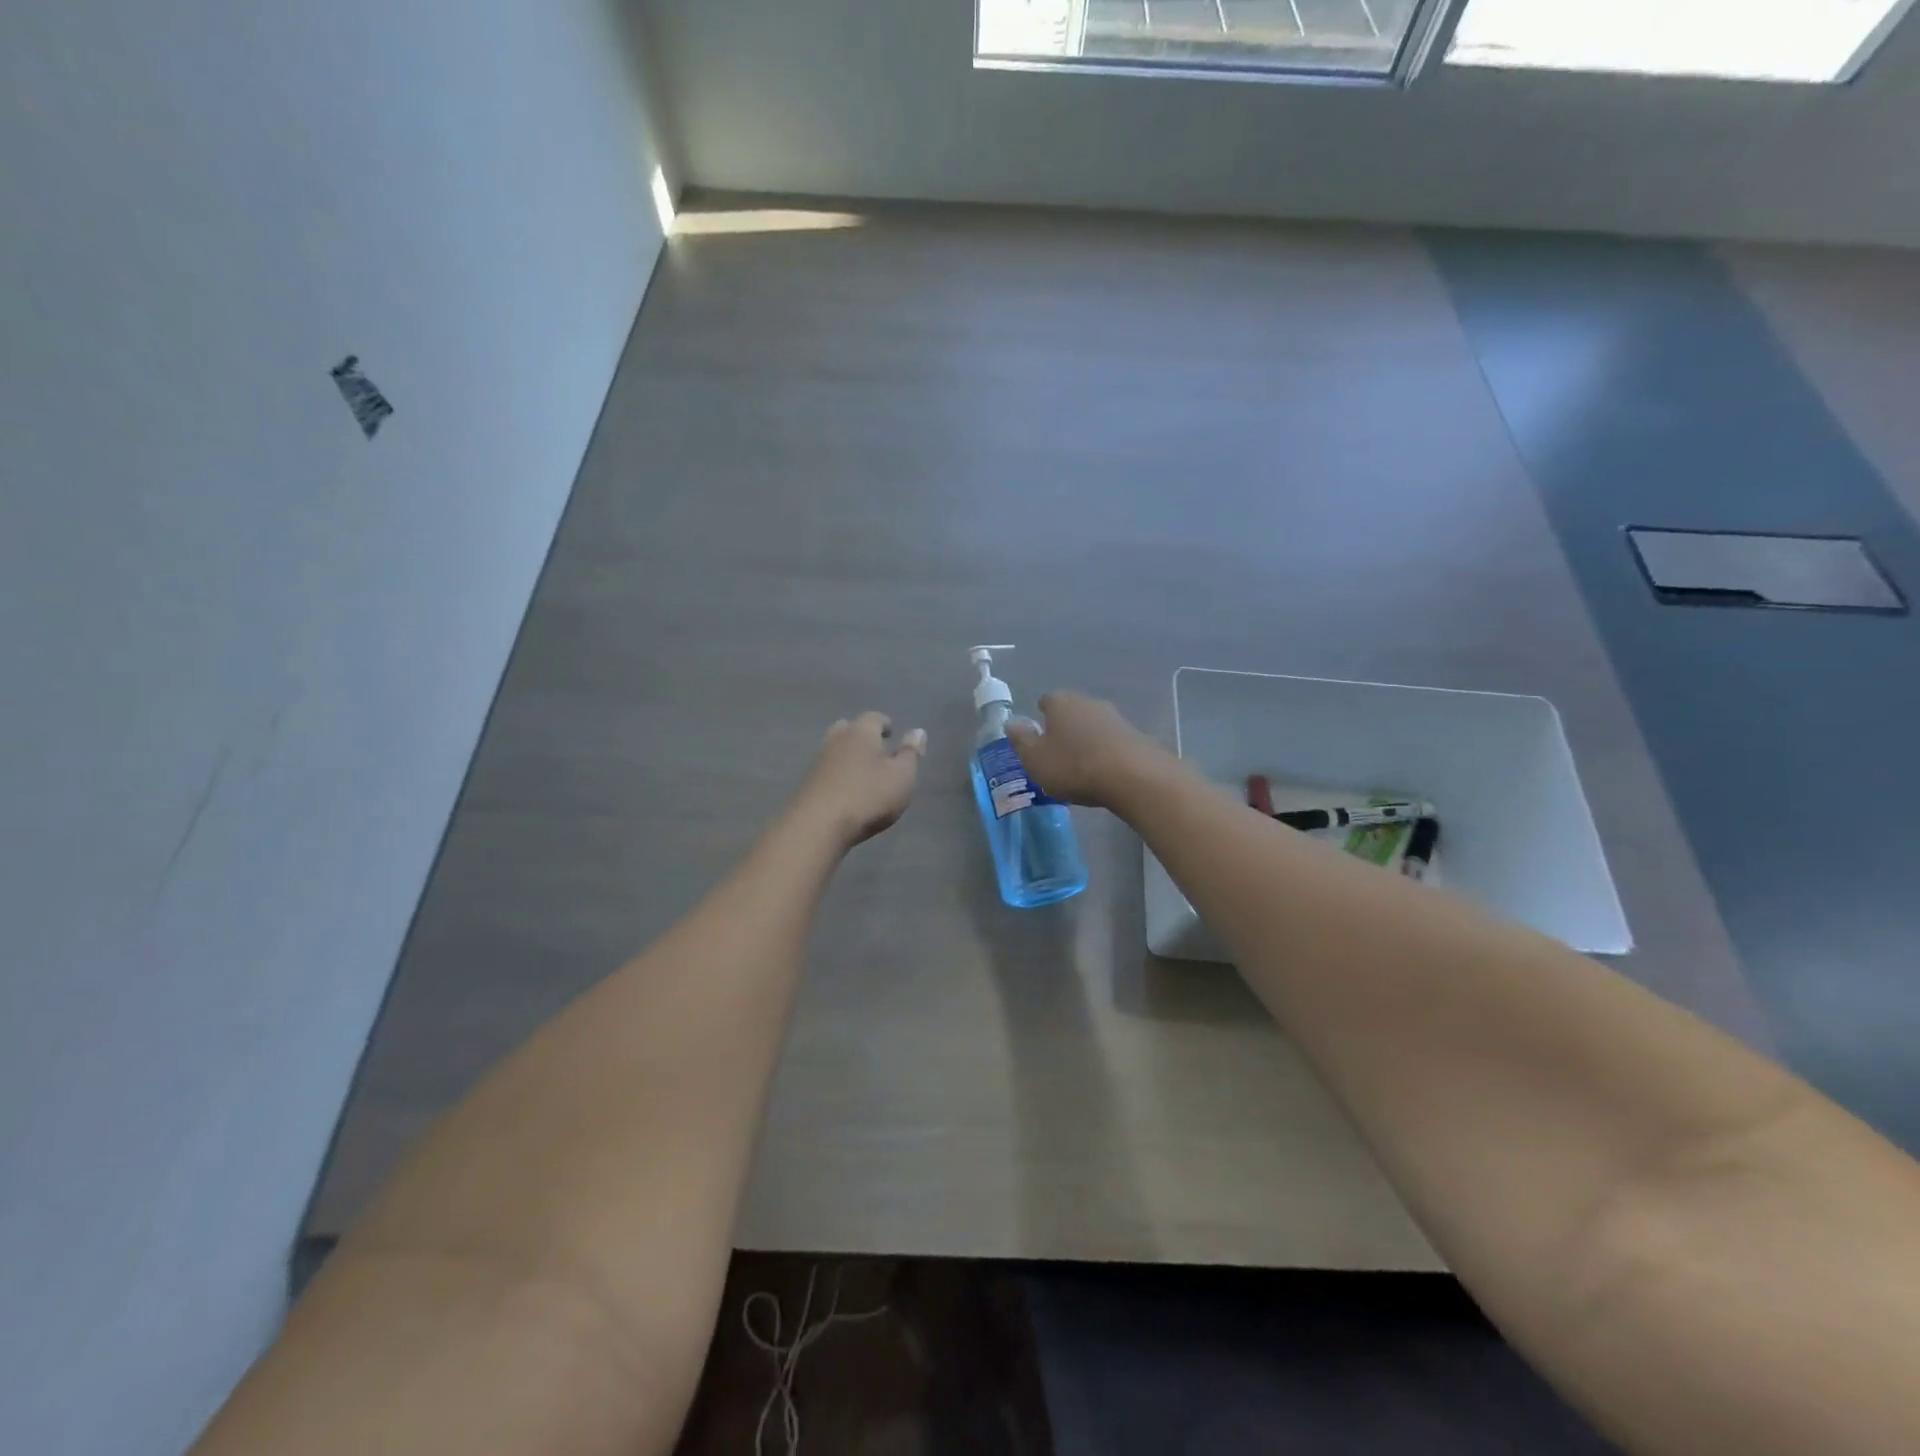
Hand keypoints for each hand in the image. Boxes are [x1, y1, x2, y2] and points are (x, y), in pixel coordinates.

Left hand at [793, 712, 925, 849]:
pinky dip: (839, 773)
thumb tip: (918, 731)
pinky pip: (828, 770)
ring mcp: (819, 762)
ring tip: (864, 771)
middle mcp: (837, 740)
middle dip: (862, 735)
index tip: (892, 732)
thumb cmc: (868, 796)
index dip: (885, 724)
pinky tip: (847, 788)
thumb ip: (911, 753)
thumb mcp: (902, 776)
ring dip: (849, 755)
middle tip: (876, 748)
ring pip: (835, 749)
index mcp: (861, 733)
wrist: (819, 825)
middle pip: (848, 729)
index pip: (874, 717)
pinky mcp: (809, 783)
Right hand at [1006, 691, 1173, 810]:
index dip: (1041, 716)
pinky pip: (1112, 741)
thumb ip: (1021, 740)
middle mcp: (1088, 702)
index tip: (1039, 735)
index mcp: (1061, 703)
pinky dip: (1105, 751)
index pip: (1046, 701)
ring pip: (1093, 725)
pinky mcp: (1136, 735)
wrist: (1133, 776)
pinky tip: (1104, 771)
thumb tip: (1012, 722)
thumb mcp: (1035, 759)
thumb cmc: (1074, 766)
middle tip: (1057, 752)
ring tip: (1081, 765)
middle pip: (1072, 711)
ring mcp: (1115, 717)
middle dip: (1064, 727)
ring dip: (1087, 739)